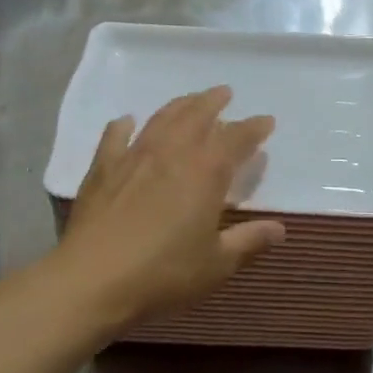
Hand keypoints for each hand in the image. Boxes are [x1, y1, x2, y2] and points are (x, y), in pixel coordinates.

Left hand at [48, 86, 285, 334]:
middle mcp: (172, 152)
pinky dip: (123, 126)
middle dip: (213, 102)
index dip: (253, 128)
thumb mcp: (216, 264)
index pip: (236, 138)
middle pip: (196, 115)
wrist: (93, 279)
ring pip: (161, 119)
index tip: (266, 121)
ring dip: (179, 105)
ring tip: (189, 100)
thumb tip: (280, 229)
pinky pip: (114, 137)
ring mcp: (134, 156)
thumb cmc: (164, 273)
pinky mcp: (103, 169)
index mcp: (205, 171)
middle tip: (224, 93)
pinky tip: (127, 121)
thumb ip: (249, 241)